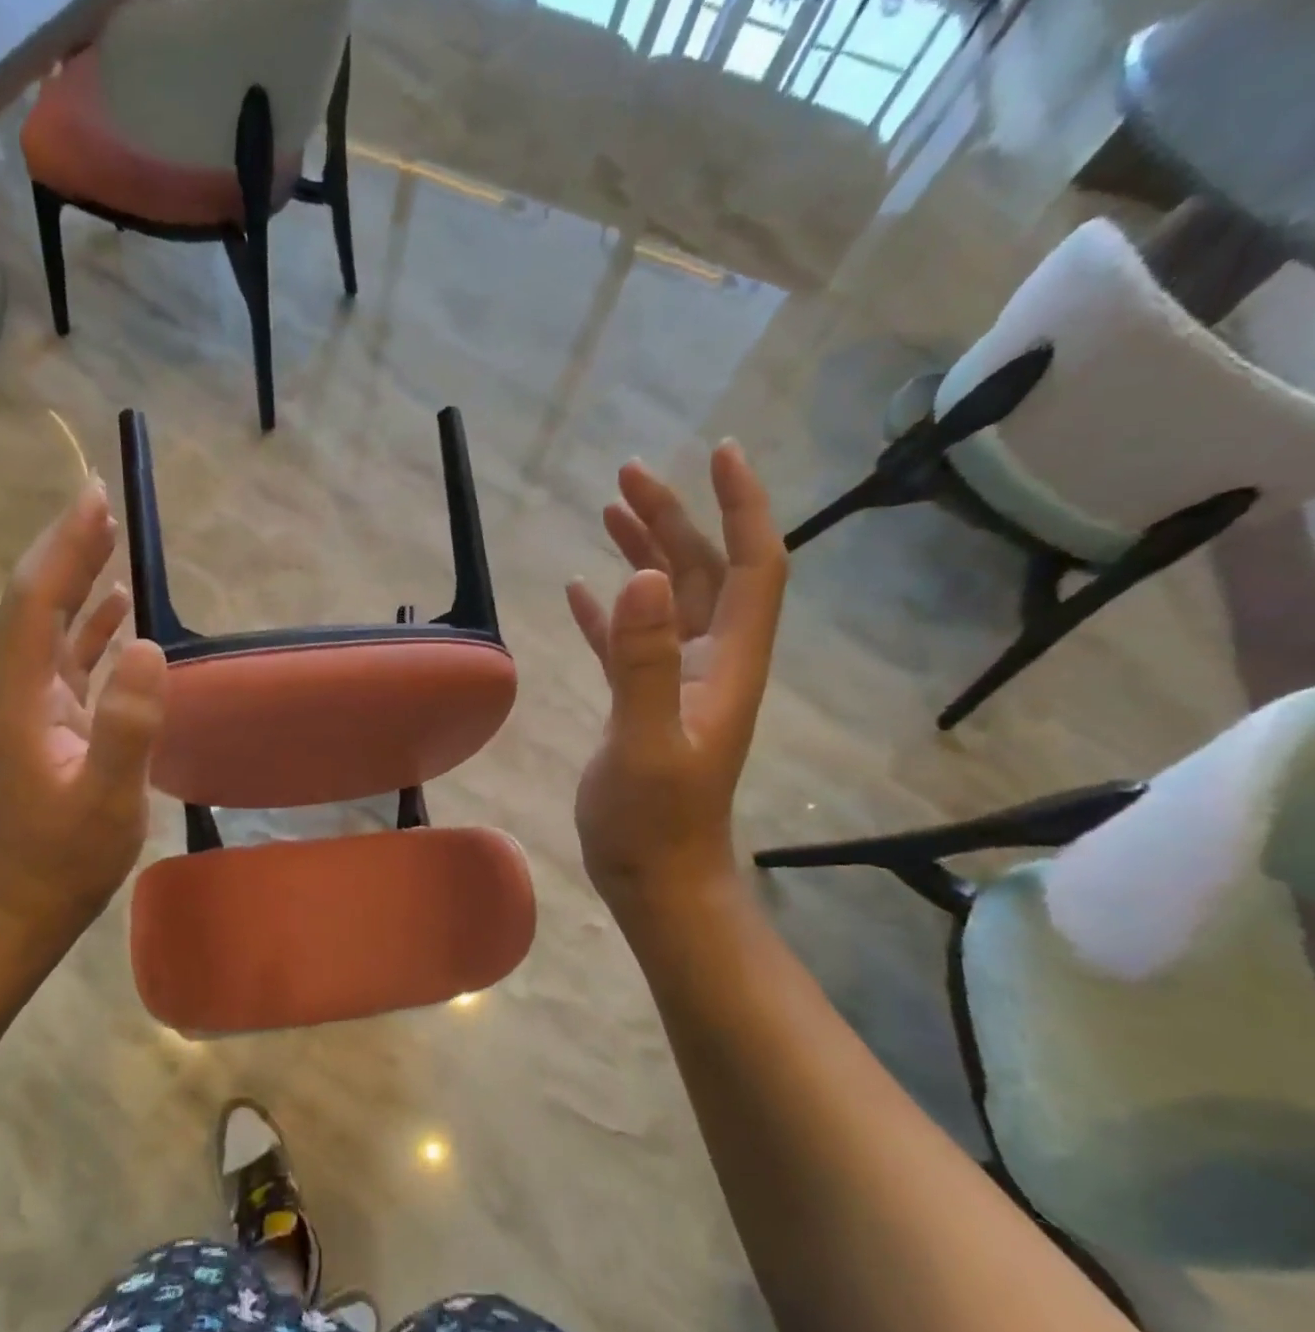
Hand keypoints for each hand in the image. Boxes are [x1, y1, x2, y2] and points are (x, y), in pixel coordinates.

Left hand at [0, 482, 166, 945]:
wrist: (23, 907)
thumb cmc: (64, 859)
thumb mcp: (105, 799)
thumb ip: (127, 724)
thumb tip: (149, 645)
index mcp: (24, 699)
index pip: (36, 604)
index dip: (63, 549)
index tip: (95, 500)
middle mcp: (22, 692)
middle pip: (38, 604)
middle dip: (67, 550)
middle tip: (101, 502)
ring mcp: (37, 709)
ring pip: (54, 629)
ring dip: (78, 582)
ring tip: (109, 539)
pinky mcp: (55, 726)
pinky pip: (72, 661)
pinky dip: (93, 629)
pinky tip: (118, 614)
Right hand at [566, 445, 786, 907]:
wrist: (655, 878)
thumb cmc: (656, 821)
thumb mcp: (646, 743)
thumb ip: (643, 663)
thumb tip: (642, 575)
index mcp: (727, 661)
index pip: (752, 565)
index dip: (741, 506)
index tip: (718, 453)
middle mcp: (710, 661)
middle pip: (702, 571)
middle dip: (673, 517)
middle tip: (626, 476)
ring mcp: (675, 681)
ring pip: (666, 599)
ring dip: (643, 552)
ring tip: (607, 512)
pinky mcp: (641, 702)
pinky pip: (628, 640)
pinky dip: (608, 610)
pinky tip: (580, 589)